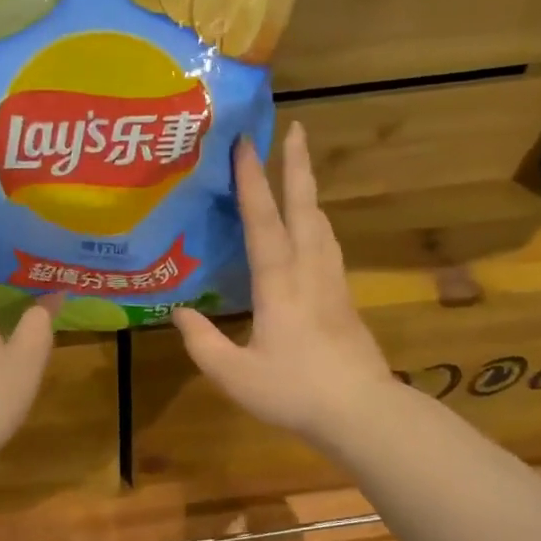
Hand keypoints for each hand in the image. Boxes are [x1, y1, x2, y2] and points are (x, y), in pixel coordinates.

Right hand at [173, 123, 397, 450]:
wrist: (361, 412)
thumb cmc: (293, 391)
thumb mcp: (234, 374)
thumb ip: (202, 342)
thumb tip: (178, 312)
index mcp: (279, 283)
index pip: (263, 221)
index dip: (252, 181)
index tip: (245, 143)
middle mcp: (309, 271)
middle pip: (304, 208)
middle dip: (298, 166)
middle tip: (296, 128)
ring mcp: (333, 283)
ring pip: (322, 224)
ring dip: (309, 191)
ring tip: (300, 172)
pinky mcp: (345, 298)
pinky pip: (329, 246)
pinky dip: (318, 223)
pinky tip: (314, 230)